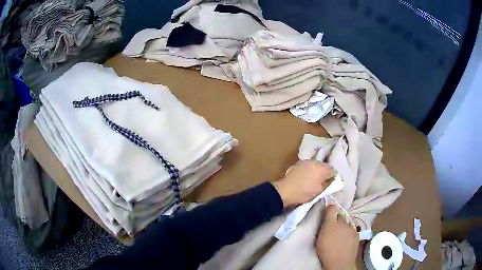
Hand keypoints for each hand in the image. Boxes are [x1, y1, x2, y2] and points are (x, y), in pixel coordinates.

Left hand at [272, 160, 334, 207]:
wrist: (285, 191)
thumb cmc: (304, 192)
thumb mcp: (319, 191)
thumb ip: (328, 184)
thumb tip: (332, 181)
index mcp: (322, 168)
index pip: (333, 171)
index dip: (333, 177)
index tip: (332, 184)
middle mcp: (315, 162)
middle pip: (324, 166)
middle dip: (325, 173)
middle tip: (323, 182)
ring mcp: (305, 162)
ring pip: (315, 166)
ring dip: (316, 171)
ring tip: (314, 180)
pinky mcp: (297, 164)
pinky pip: (307, 167)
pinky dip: (308, 171)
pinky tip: (305, 178)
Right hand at [316, 205, 358, 269]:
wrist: (340, 262)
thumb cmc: (326, 251)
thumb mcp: (320, 238)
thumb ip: (323, 225)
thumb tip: (326, 214)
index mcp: (332, 223)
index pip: (332, 208)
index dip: (330, 209)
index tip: (327, 212)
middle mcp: (343, 222)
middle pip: (340, 215)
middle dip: (337, 219)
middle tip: (332, 227)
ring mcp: (351, 228)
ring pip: (347, 223)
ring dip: (344, 225)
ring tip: (340, 234)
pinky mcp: (357, 235)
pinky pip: (352, 230)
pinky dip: (349, 232)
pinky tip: (346, 239)